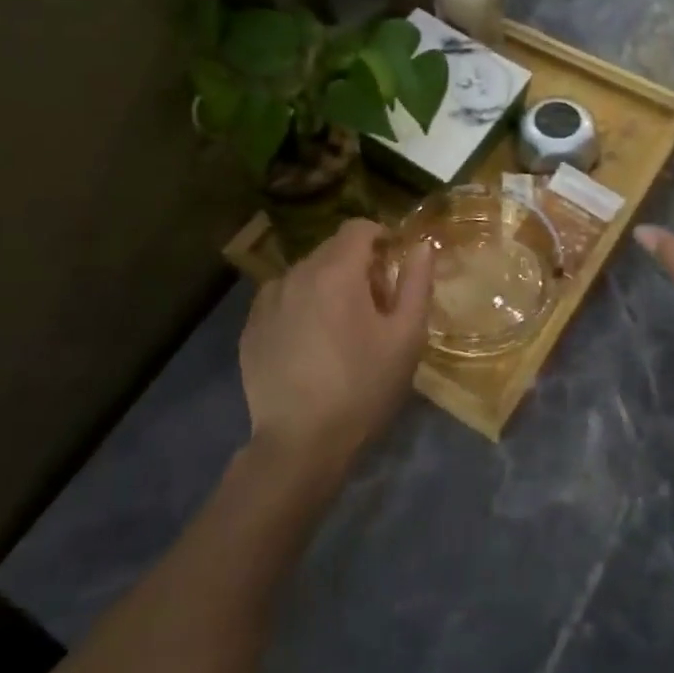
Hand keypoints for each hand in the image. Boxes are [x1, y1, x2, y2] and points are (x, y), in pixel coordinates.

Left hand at [238, 219, 433, 483]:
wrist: (300, 444)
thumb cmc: (363, 387)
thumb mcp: (406, 337)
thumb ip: (417, 283)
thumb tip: (423, 246)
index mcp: (335, 272)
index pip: (358, 228)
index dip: (382, 237)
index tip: (395, 263)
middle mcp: (296, 275)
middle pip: (331, 250)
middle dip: (357, 265)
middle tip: (376, 305)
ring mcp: (267, 301)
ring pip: (305, 275)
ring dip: (327, 286)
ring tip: (342, 328)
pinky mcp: (250, 328)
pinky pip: (282, 300)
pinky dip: (301, 307)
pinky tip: (310, 345)